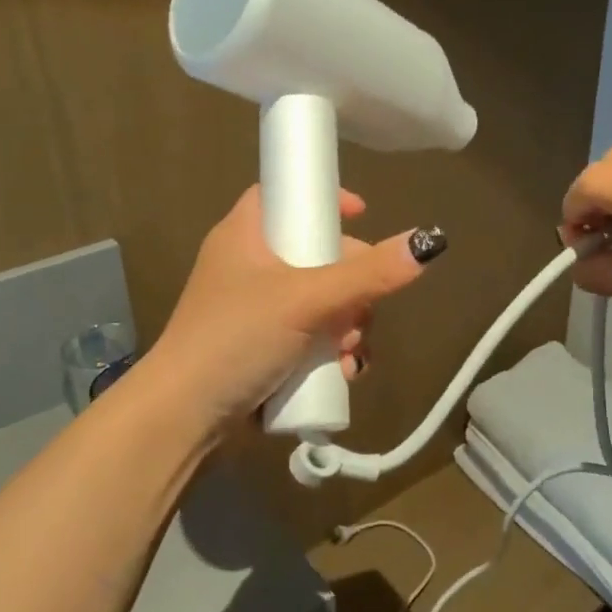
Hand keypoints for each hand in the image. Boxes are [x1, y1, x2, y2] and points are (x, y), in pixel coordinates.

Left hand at [149, 187, 441, 433]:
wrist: (184, 416)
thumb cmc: (238, 338)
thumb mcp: (306, 300)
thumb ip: (367, 274)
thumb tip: (428, 243)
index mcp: (244, 235)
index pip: (285, 195)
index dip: (323, 199)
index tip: (362, 215)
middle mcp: (248, 266)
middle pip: (316, 254)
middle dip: (351, 286)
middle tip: (361, 310)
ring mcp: (253, 311)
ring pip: (319, 302)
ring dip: (346, 327)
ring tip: (349, 354)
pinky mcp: (260, 348)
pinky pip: (309, 337)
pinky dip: (329, 351)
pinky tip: (343, 372)